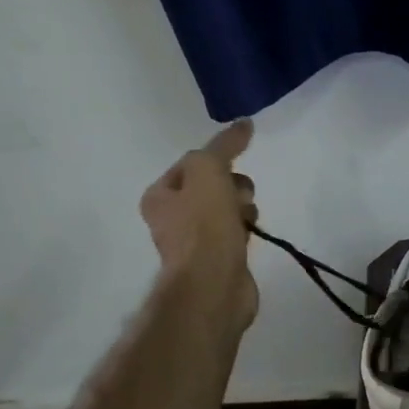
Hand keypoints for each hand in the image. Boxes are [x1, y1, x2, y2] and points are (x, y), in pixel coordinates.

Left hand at [140, 120, 259, 329]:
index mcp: (158, 196)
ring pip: (227, 207)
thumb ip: (224, 145)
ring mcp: (195, 240)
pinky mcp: (218, 258)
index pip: (192, 162)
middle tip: (238, 197)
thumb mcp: (208, 171)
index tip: (234, 164)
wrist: (213, 284)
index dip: (217, 159)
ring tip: (246, 218)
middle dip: (233, 185)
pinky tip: (250, 234)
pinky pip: (236, 231)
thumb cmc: (203, 224)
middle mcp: (172, 217)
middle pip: (212, 184)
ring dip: (242, 206)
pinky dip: (245, 229)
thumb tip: (244, 123)